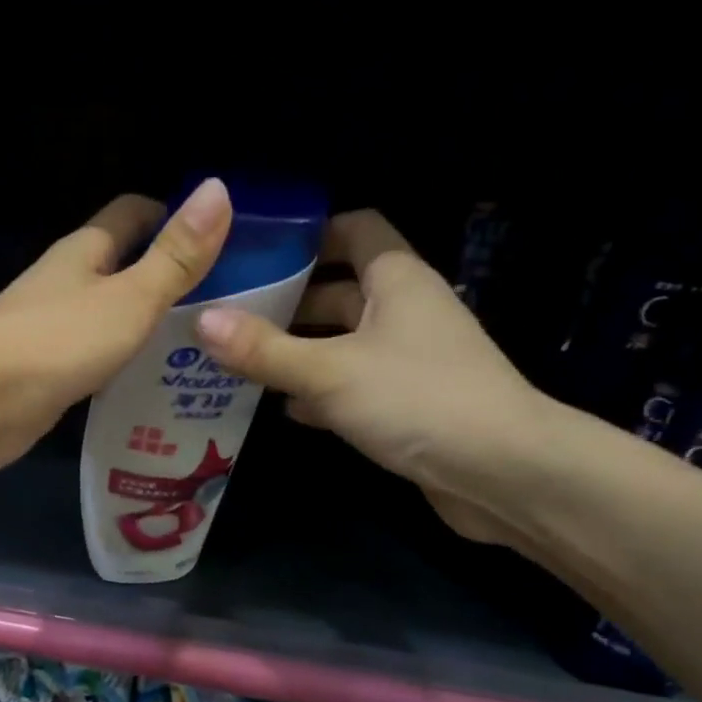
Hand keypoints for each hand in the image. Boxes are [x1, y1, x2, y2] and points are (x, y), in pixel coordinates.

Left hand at [0, 178, 233, 477]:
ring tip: (201, 350)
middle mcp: (67, 284)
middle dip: (167, 281)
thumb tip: (217, 189)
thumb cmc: (58, 341)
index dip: (173, 219)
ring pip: (110, 319)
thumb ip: (175, 256)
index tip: (220, 241)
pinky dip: (123, 367)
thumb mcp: (130, 297)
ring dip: (147, 329)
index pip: (133, 216)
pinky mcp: (48, 374)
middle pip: (123, 269)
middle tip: (223, 307)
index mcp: (85, 252)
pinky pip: (96, 361)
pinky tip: (154, 388)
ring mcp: (54, 331)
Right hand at [195, 208, 557, 543]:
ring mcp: (406, 360)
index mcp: (396, 280)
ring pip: (340, 342)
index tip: (256, 249)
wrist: (501, 472)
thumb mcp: (329, 371)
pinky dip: (317, 391)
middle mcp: (403, 312)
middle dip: (286, 299)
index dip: (310, 232)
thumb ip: (264, 349)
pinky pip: (350, 386)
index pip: (356, 229)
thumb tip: (200, 321)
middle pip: (338, 290)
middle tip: (226, 312)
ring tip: (237, 358)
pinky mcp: (404, 404)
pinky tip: (279, 406)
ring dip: (296, 350)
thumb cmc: (417, 399)